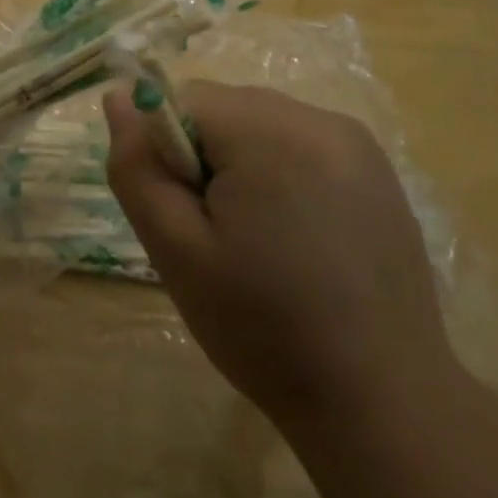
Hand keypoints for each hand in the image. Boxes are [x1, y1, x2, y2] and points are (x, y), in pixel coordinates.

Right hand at [103, 81, 453, 429]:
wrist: (380, 398)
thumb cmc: (263, 327)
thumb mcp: (176, 251)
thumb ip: (137, 167)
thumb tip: (117, 99)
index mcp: (268, 131)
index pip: (183, 101)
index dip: (168, 154)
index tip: (186, 217)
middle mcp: (318, 117)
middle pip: (225, 109)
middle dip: (205, 158)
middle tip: (217, 236)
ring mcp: (356, 142)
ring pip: (262, 125)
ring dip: (242, 165)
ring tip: (260, 241)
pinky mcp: (379, 169)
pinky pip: (302, 145)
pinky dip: (282, 175)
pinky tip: (299, 238)